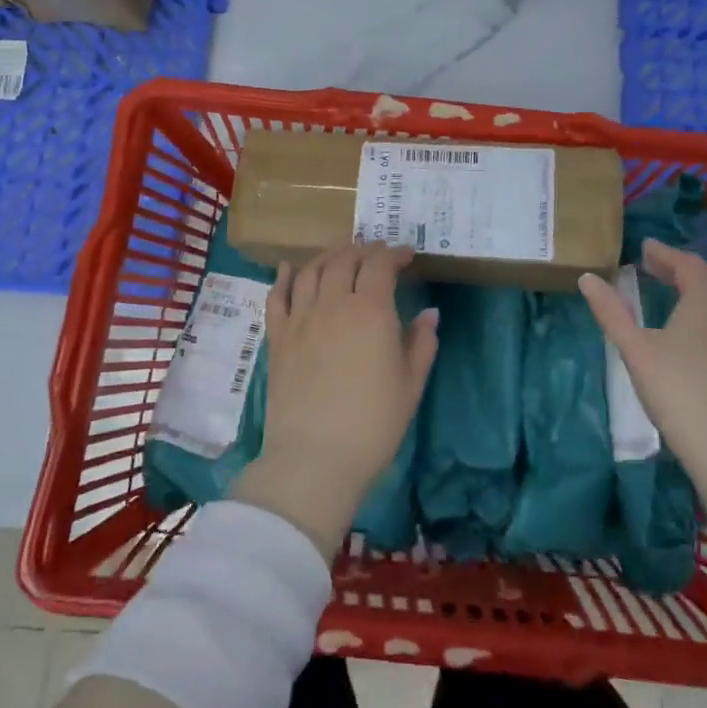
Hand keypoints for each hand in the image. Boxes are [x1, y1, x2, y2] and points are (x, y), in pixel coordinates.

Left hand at [232, 241, 438, 555]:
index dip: (394, 254)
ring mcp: (300, 318)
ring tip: (341, 255)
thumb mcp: (411, 384)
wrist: (316, 458)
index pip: (380, 265)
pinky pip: (277, 296)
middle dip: (363, 249)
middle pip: (344, 260)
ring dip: (328, 255)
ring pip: (311, 270)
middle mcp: (333, 303)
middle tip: (376, 253)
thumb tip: (429, 313)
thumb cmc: (374, 423)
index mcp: (370, 310)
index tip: (406, 255)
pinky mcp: (277, 338)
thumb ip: (421, 342)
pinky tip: (290, 268)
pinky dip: (284, 277)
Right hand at [579, 239, 706, 479]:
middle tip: (653, 265)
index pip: (686, 263)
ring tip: (669, 292)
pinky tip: (690, 331)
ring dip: (694, 290)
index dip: (664, 253)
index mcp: (705, 299)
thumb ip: (611, 311)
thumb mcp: (635, 349)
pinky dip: (705, 312)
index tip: (644, 247)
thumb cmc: (678, 390)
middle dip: (680, 268)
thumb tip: (587, 278)